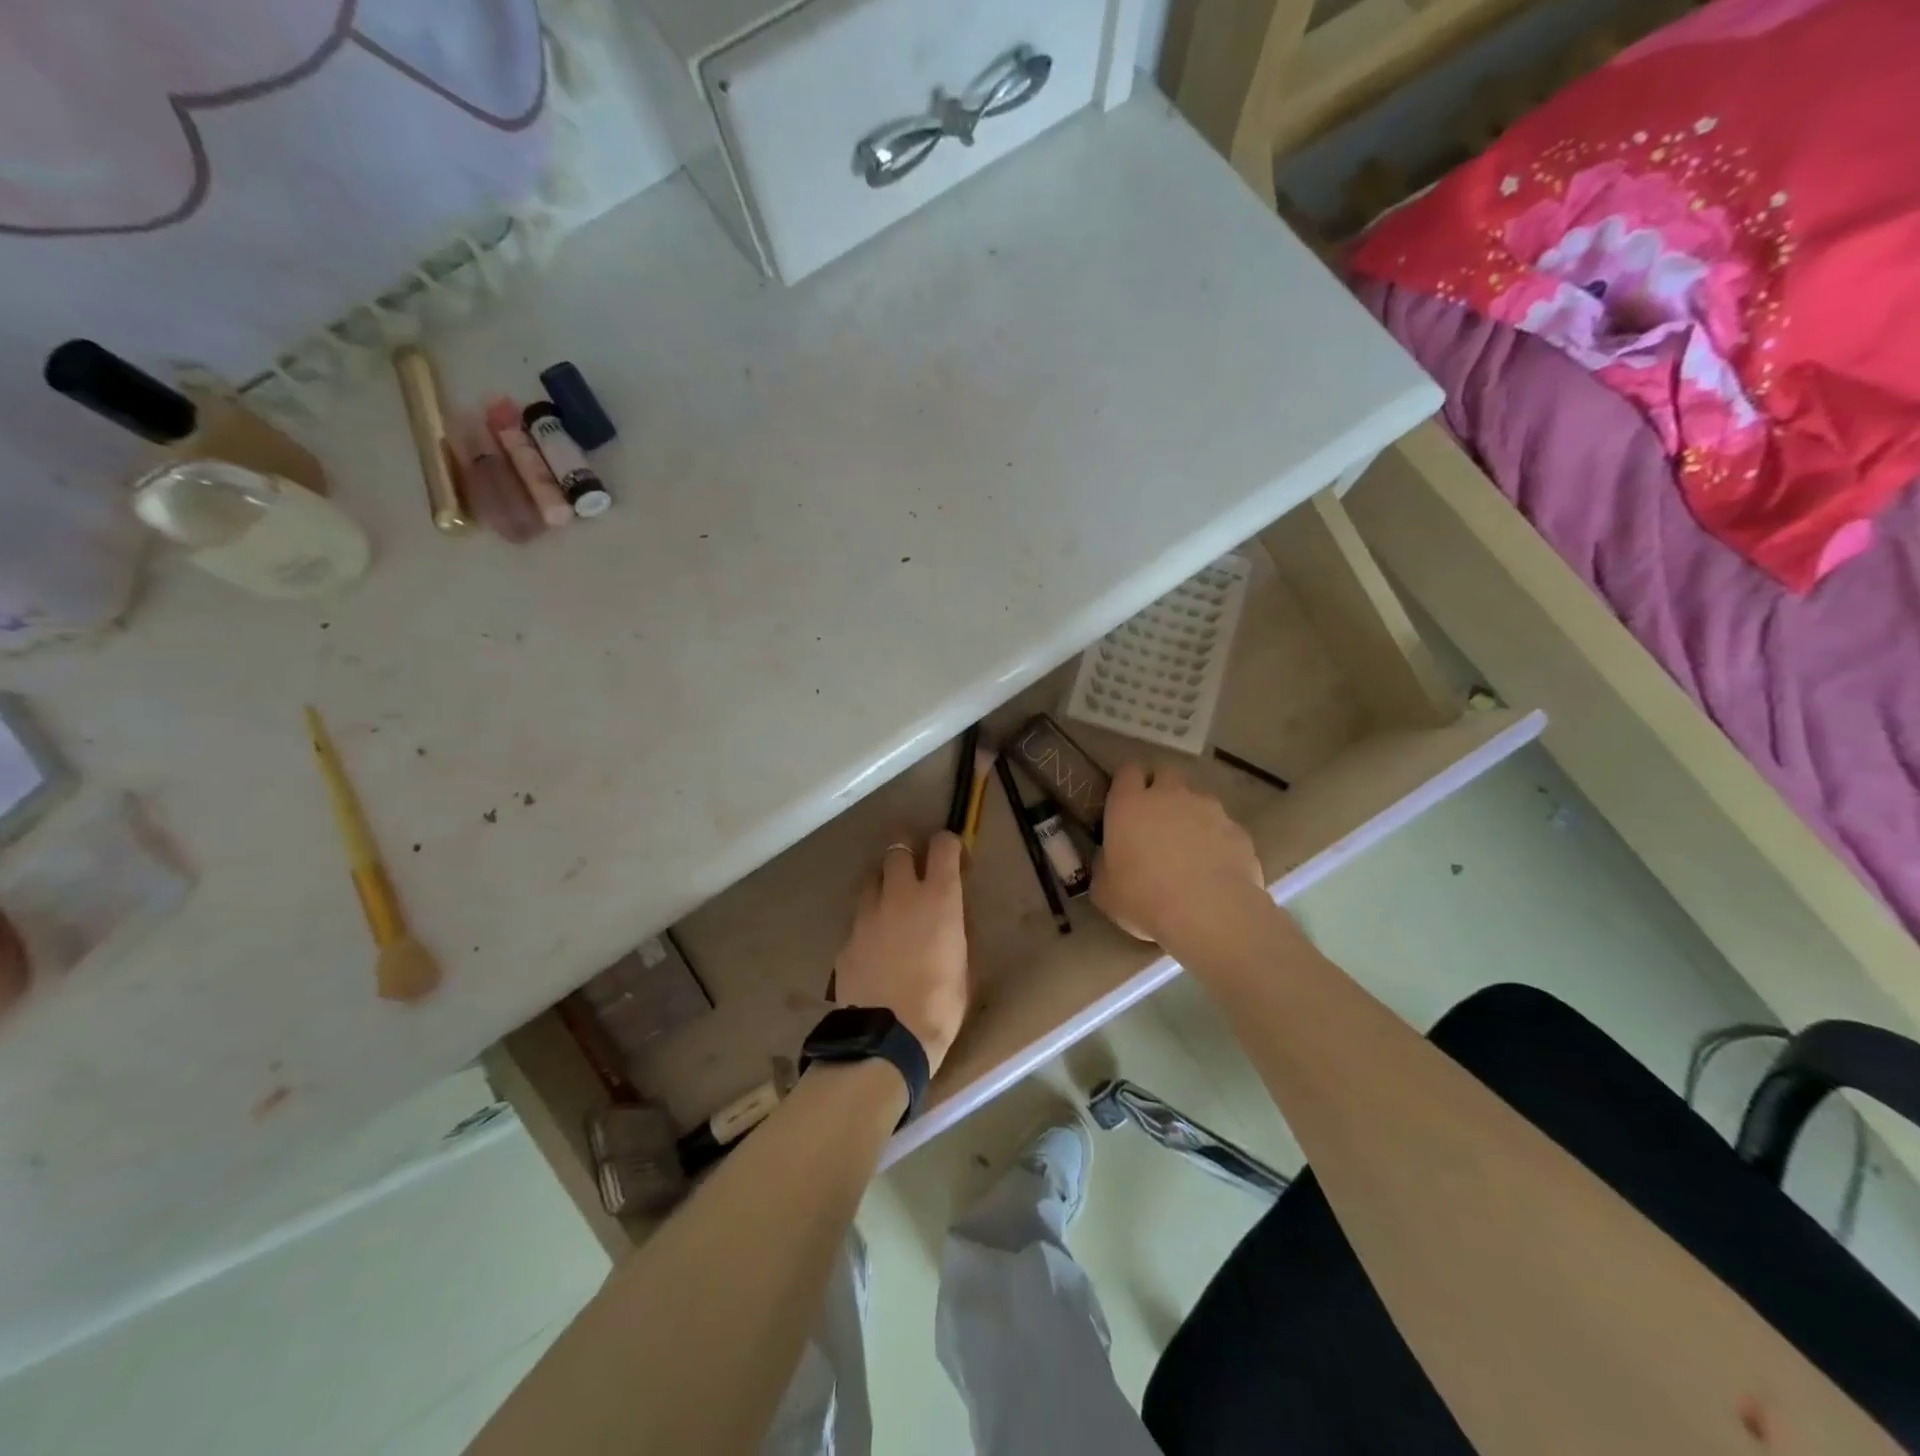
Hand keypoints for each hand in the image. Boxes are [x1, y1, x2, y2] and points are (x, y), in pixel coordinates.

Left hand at [833, 832, 968, 1074]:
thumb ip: (955, 929)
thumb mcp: (964, 963)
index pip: (942, 845)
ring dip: (883, 883)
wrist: (888, 1039)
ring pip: (871, 879)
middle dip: (907, 851)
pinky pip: (858, 918)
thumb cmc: (941, 1004)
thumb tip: (950, 916)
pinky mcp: (846, 939)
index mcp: (938, 898)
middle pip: (897, 849)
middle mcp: (900, 895)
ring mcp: (867, 915)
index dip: (949, 845)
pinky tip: (875, 947)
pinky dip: (868, 923)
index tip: (953, 858)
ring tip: (891, 905)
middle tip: (915, 869)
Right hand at [1093, 763, 1266, 946]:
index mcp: (1130, 804)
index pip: (1128, 771)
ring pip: (1199, 800)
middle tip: (1157, 818)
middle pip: (1166, 773)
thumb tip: (1109, 860)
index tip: (1126, 800)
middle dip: (1162, 788)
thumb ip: (1105, 866)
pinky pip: (1224, 829)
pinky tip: (1216, 869)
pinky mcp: (1239, 831)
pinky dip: (1219, 841)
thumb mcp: (1105, 890)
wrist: (1209, 914)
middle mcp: (1170, 795)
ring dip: (1192, 815)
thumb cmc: (1144, 898)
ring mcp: (1210, 810)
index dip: (1127, 782)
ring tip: (1191, 849)